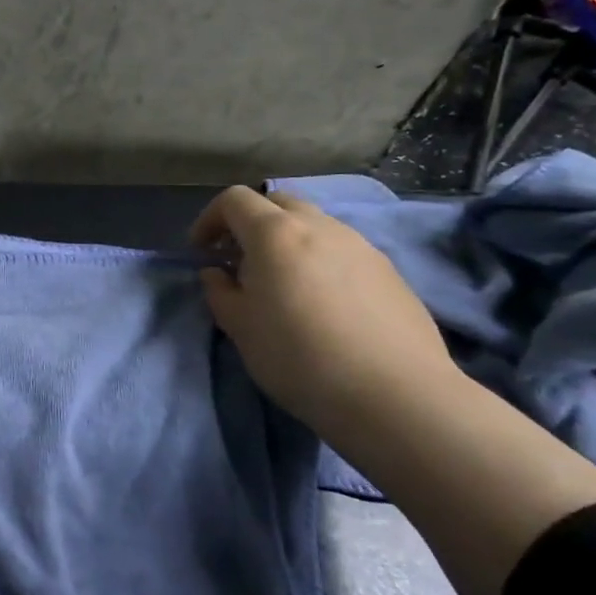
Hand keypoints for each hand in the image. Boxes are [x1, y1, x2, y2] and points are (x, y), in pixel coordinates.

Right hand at [192, 185, 458, 436]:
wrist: (394, 394)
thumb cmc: (299, 357)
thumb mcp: (240, 327)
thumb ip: (220, 291)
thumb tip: (217, 273)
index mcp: (276, 234)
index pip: (234, 200)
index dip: (209, 219)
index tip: (200, 252)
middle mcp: (320, 226)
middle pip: (277, 203)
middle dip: (250, 223)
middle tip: (239, 261)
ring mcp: (361, 245)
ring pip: (314, 225)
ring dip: (287, 242)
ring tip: (281, 284)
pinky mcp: (389, 271)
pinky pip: (342, 250)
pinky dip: (319, 261)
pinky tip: (322, 304)